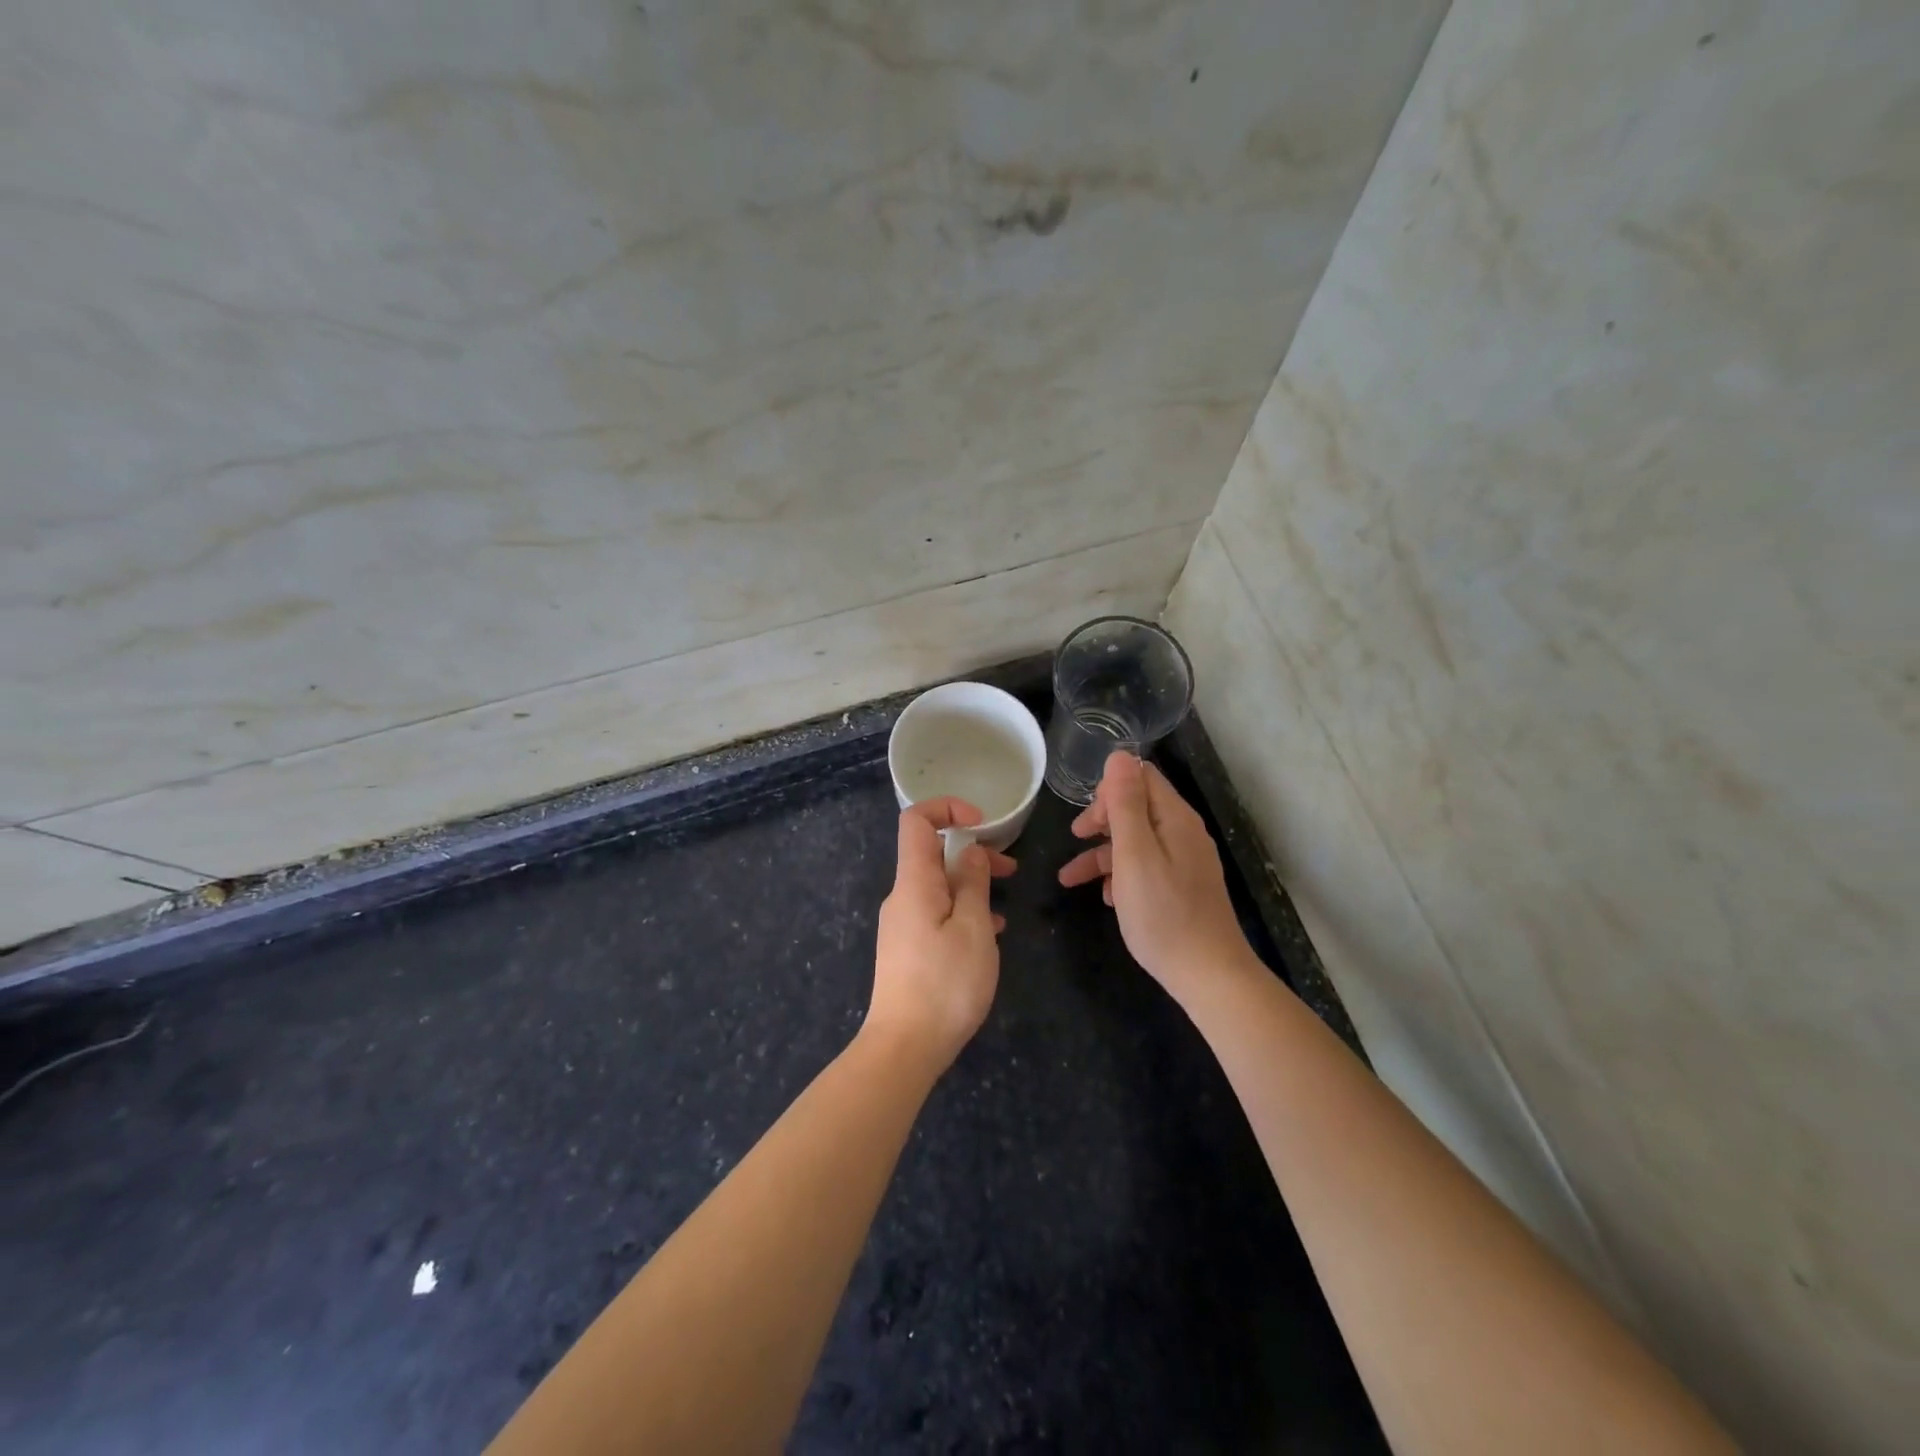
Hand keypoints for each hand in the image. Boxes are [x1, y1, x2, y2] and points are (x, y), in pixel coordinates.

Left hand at [866, 798, 1016, 1072]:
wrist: (904, 1048)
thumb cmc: (945, 983)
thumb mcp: (973, 928)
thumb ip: (973, 883)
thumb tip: (971, 850)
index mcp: (914, 882)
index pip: (916, 820)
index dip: (947, 808)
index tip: (982, 823)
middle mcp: (902, 896)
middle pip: (932, 854)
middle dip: (971, 852)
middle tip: (1010, 869)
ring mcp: (902, 924)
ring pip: (938, 887)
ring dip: (971, 886)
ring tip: (1005, 907)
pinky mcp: (907, 949)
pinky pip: (936, 914)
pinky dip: (962, 912)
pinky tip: (989, 935)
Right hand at [1058, 752, 1250, 1000]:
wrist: (1209, 976)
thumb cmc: (1163, 914)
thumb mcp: (1134, 855)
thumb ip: (1125, 804)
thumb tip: (1119, 755)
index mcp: (1175, 819)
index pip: (1141, 778)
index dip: (1108, 790)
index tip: (1086, 820)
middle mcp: (1184, 833)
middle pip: (1138, 808)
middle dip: (1102, 821)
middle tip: (1075, 840)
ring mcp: (1187, 862)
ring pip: (1138, 842)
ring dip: (1103, 854)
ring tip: (1072, 880)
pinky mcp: (1184, 888)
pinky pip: (1148, 868)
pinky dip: (1123, 876)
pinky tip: (1109, 899)